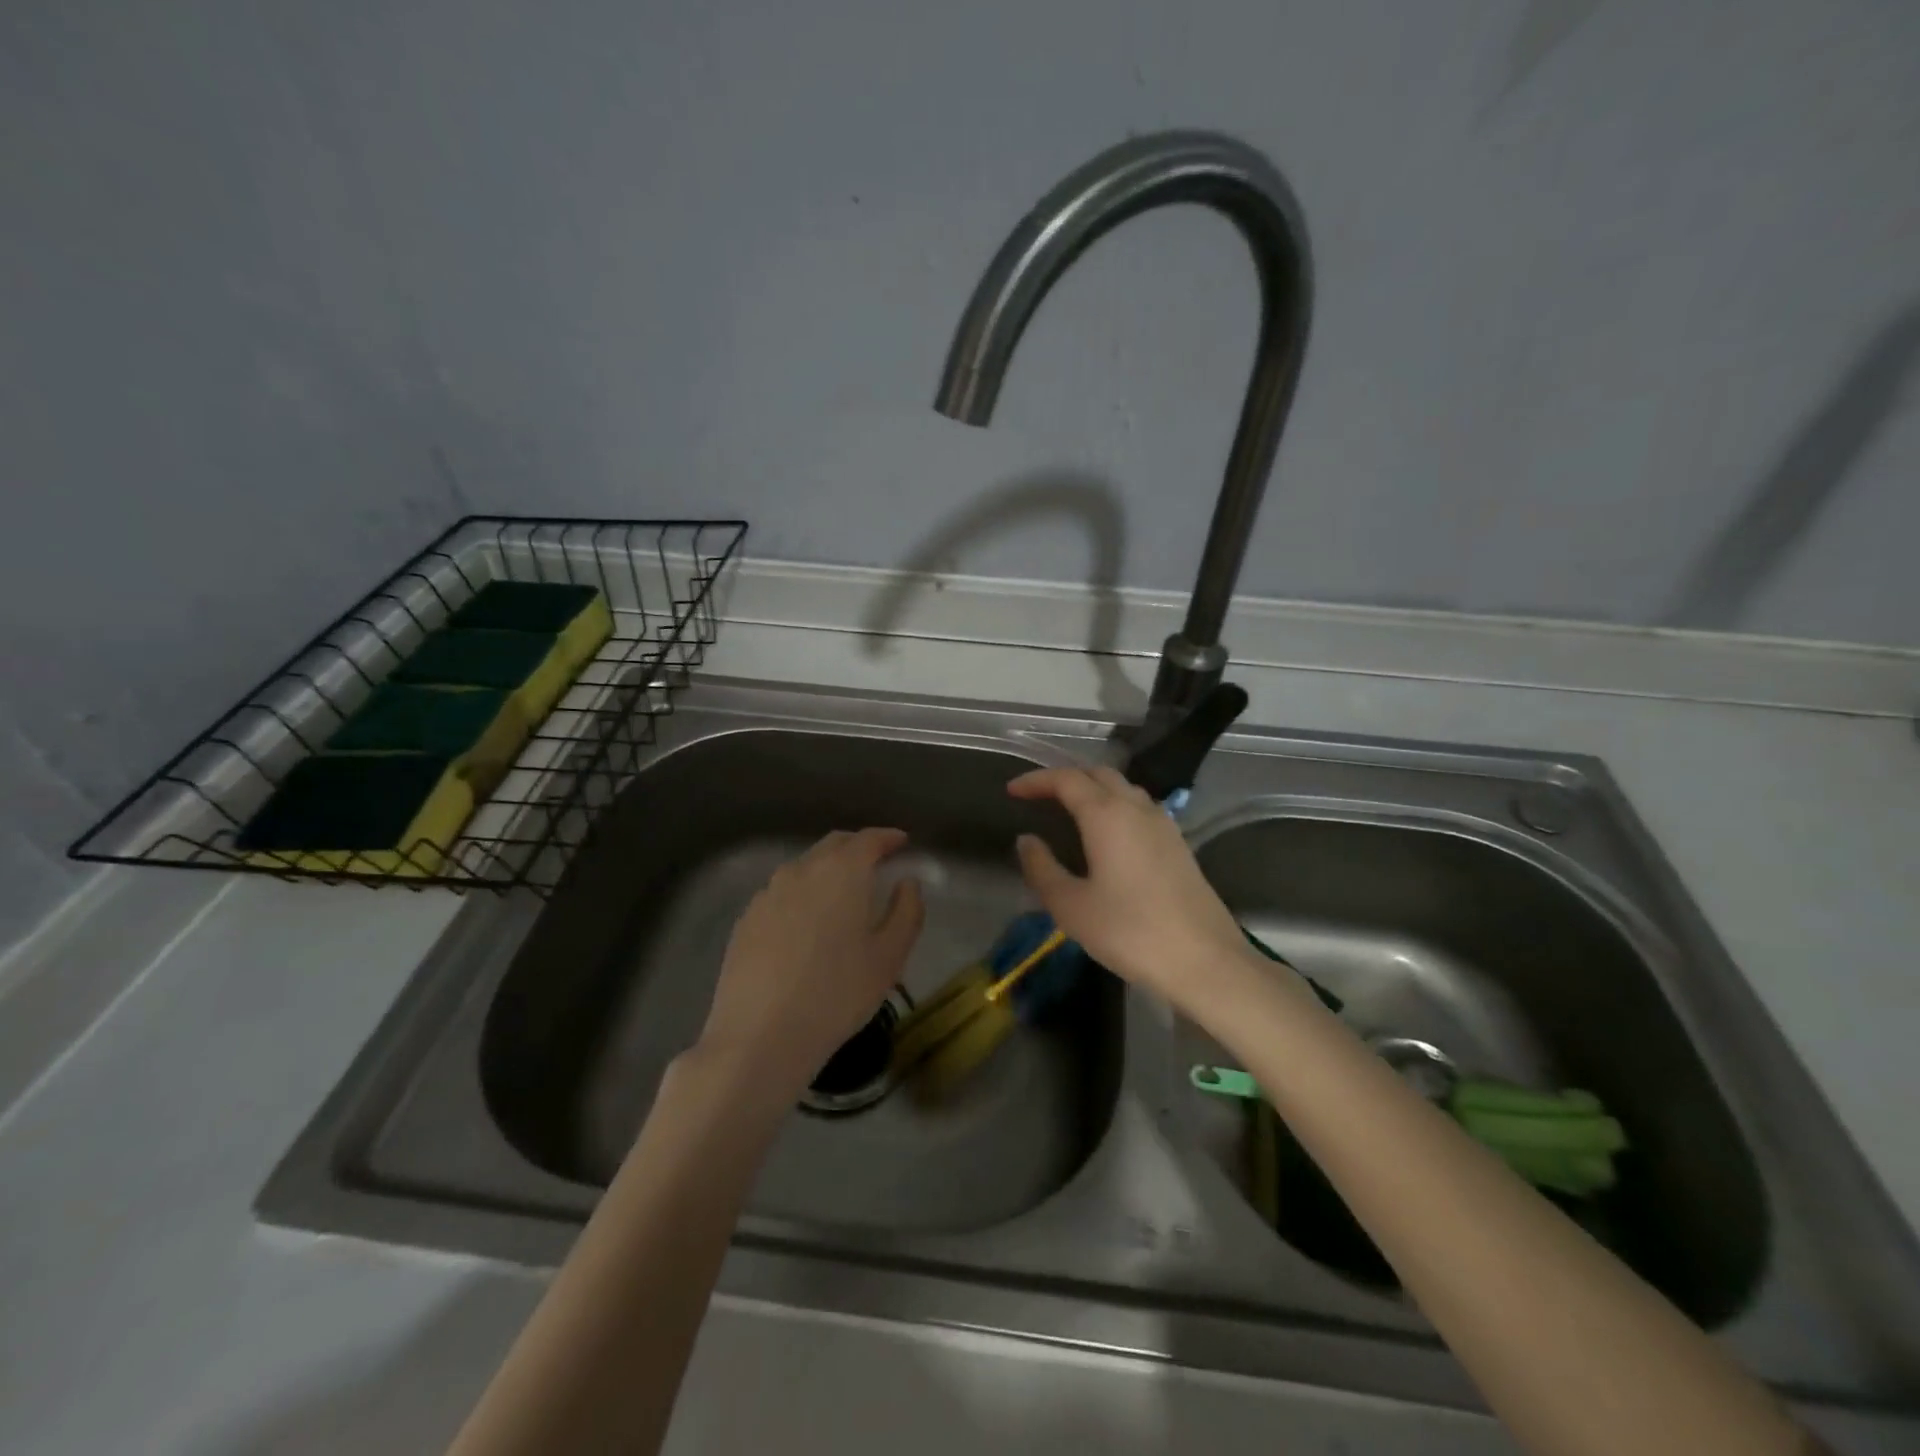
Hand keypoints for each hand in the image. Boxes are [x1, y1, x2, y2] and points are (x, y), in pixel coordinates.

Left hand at [697, 828, 924, 1098]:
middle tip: (877, 864)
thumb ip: (907, 911)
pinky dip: (802, 893)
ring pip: (804, 867)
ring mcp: (768, 893)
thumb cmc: (837, 995)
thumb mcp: (889, 957)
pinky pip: (781, 892)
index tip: (903, 843)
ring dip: (827, 869)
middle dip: (858, 847)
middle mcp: (802, 870)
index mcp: (842, 872)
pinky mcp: (747, 918)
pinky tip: (806, 923)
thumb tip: (907, 883)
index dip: (889, 838)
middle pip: (834, 845)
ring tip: (842, 894)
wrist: (760, 1037)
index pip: (869, 839)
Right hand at [1008, 766, 1248, 1008]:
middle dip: (1065, 778)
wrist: (1205, 961)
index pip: (1066, 779)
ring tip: (1069, 810)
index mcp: (1107, 814)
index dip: (1036, 780)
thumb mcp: (1071, 906)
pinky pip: (1140, 808)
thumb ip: (1042, 868)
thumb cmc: (1130, 932)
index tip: (1012, 790)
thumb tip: (1027, 840)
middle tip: (1039, 796)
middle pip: (1098, 774)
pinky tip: (1107, 834)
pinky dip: (1115, 806)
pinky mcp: (1178, 844)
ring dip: (1093, 789)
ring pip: (1123, 788)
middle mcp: (1137, 808)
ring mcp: (1163, 824)